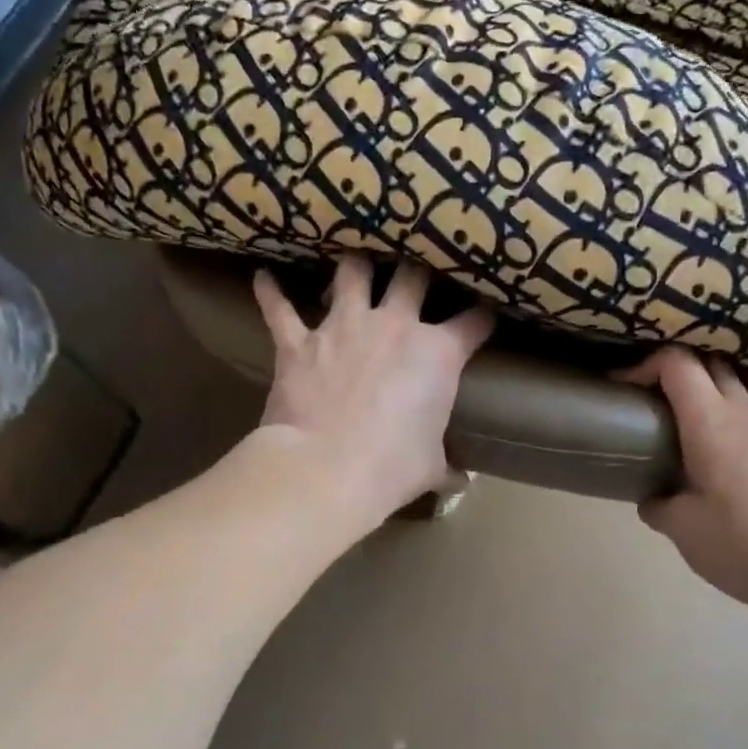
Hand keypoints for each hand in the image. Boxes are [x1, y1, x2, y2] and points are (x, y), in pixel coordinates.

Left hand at [253, 256, 493, 532]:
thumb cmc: (392, 469)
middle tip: (417, 274)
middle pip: (413, 275)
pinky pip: (279, 308)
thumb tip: (462, 484)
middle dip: (419, 270)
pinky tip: (263, 278)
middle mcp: (394, 325)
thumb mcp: (431, 468)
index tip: (484, 317)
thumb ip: (448, 467)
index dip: (483, 317)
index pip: (474, 322)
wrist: (326, 471)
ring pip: (352, 272)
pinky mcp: (299, 341)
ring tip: (354, 264)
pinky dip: (271, 292)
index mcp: (438, 354)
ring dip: (354, 266)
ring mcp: (344, 327)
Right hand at [618, 348, 747, 623]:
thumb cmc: (734, 542)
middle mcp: (747, 412)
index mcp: (709, 421)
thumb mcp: (678, 526)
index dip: (646, 365)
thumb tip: (652, 498)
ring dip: (732, 383)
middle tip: (660, 397)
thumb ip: (657, 504)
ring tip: (713, 405)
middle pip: (715, 364)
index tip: (625, 387)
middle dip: (683, 371)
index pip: (676, 364)